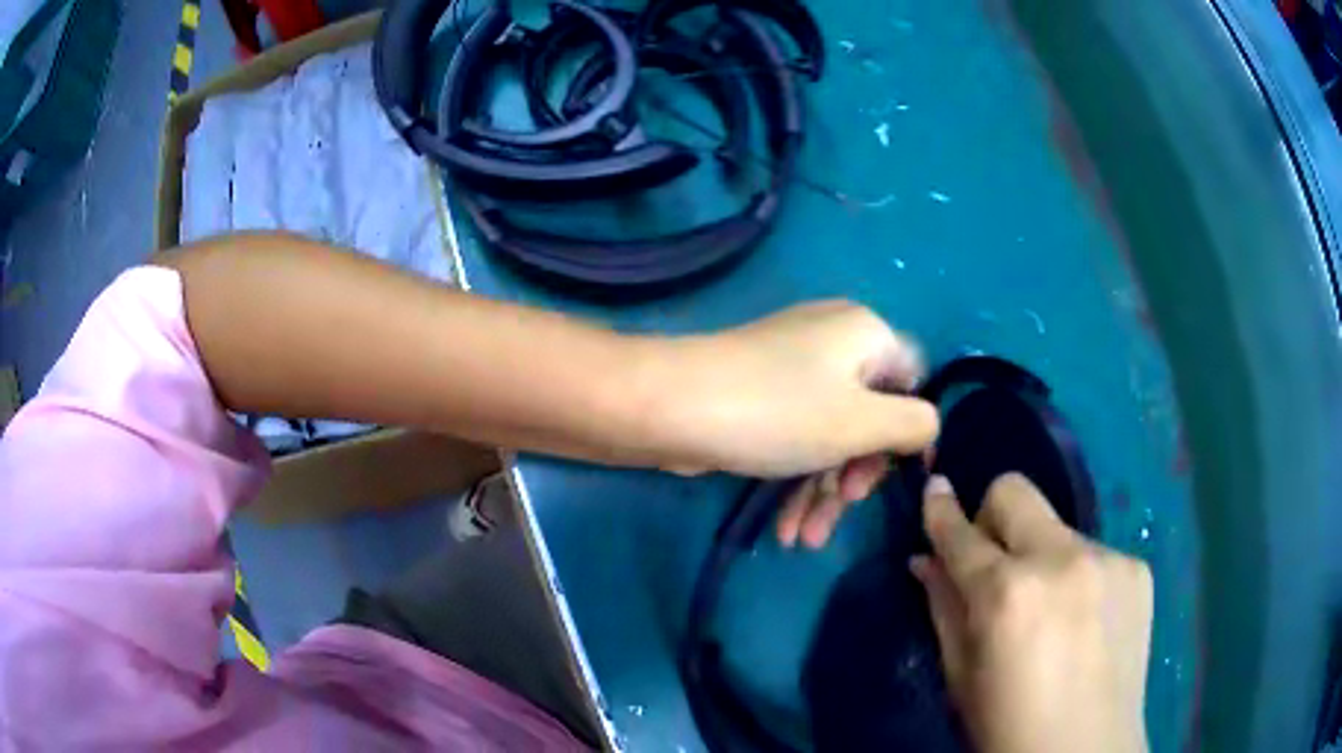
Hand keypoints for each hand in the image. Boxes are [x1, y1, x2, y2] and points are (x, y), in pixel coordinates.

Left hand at [649, 301, 938, 547]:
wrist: (671, 407)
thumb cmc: (778, 412)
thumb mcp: (861, 422)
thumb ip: (912, 425)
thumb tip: (927, 427)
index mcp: (865, 334)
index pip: (912, 382)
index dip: (911, 433)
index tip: (900, 480)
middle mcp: (833, 343)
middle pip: (870, 416)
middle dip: (857, 474)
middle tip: (843, 509)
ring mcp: (793, 370)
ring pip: (830, 435)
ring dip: (823, 490)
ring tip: (804, 539)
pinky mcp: (762, 397)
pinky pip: (797, 438)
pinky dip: (797, 479)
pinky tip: (785, 527)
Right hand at [910, 474, 1151, 752]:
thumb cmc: (1007, 728)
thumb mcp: (961, 678)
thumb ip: (944, 610)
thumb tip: (925, 561)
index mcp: (1007, 595)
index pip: (961, 534)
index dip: (941, 510)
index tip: (935, 490)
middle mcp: (1062, 559)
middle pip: (1015, 492)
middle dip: (993, 517)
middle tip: (995, 565)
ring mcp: (1108, 558)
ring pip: (1057, 528)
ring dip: (1041, 558)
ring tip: (1050, 612)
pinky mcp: (1138, 567)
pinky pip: (1094, 553)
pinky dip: (1078, 577)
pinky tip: (1084, 622)